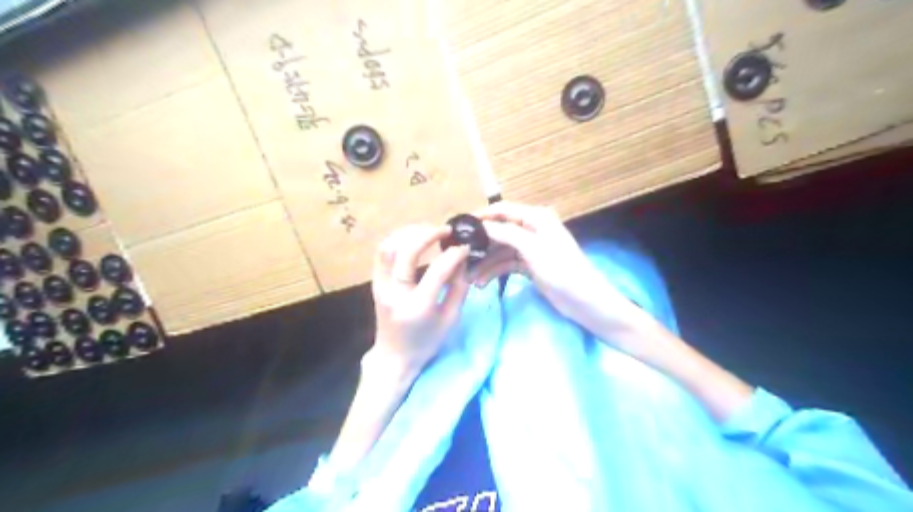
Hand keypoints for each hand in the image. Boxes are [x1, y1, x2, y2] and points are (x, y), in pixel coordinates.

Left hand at [368, 224, 470, 380]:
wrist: (394, 356)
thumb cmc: (427, 342)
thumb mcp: (451, 319)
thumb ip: (459, 287)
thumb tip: (463, 259)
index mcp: (418, 307)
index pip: (438, 270)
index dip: (454, 254)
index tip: (465, 247)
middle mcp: (395, 294)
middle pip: (407, 251)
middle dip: (428, 234)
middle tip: (446, 231)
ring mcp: (380, 287)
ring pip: (388, 247)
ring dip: (410, 233)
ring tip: (429, 231)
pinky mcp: (375, 283)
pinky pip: (381, 254)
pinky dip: (397, 240)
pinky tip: (413, 238)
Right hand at [471, 201, 636, 325]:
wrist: (585, 301)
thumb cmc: (562, 270)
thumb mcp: (533, 249)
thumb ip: (507, 234)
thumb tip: (482, 225)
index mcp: (536, 218)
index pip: (503, 210)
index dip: (482, 216)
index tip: (460, 226)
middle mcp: (532, 229)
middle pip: (499, 231)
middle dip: (481, 244)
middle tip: (459, 256)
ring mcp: (530, 249)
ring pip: (500, 251)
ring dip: (485, 263)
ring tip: (468, 278)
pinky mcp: (530, 265)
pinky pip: (506, 264)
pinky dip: (494, 272)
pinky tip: (481, 283)